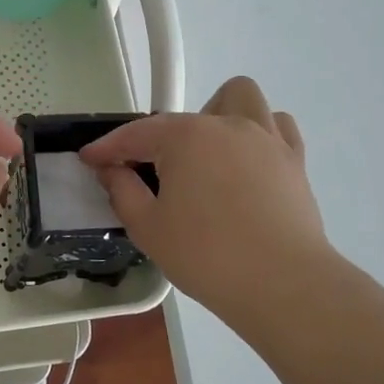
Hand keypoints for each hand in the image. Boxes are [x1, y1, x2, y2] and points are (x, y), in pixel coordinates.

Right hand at [79, 76, 333, 318]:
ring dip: (216, 115)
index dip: (107, 147)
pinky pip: (277, 125)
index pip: (136, 134)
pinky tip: (247, 160)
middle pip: (183, 117)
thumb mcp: (148, 228)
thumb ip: (122, 191)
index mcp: (186, 137)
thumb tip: (112, 170)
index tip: (89, 159)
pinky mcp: (294, 159)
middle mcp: (226, 124)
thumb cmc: (207, 256)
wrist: (283, 285)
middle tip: (153, 177)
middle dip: (160, 140)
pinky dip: (259, 131)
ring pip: (240, 97)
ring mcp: (266, 138)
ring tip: (206, 154)